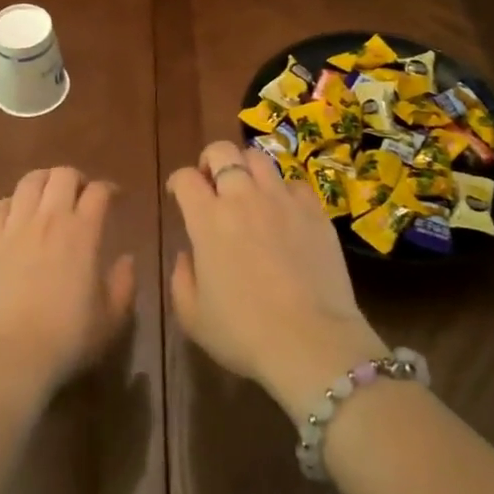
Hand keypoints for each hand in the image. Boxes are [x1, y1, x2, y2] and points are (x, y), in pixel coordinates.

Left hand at [0, 167, 136, 396]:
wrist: (10, 355)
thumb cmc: (67, 338)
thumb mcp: (111, 318)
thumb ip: (124, 284)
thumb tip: (127, 259)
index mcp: (82, 232)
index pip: (98, 192)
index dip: (109, 189)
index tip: (115, 197)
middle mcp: (48, 218)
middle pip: (62, 175)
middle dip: (76, 179)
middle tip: (80, 195)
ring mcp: (14, 226)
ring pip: (29, 181)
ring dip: (44, 182)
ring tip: (48, 197)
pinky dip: (11, 204)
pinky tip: (16, 217)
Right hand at [167, 141, 383, 422]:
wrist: (310, 342)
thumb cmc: (243, 333)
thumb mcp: (193, 316)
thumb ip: (182, 278)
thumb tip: (188, 255)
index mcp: (207, 220)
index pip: (186, 178)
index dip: (178, 181)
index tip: (179, 194)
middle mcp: (243, 198)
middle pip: (222, 151)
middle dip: (211, 160)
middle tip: (212, 182)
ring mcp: (282, 201)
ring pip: (259, 157)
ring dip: (246, 167)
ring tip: (248, 189)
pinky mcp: (314, 211)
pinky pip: (295, 183)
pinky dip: (283, 190)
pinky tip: (284, 210)